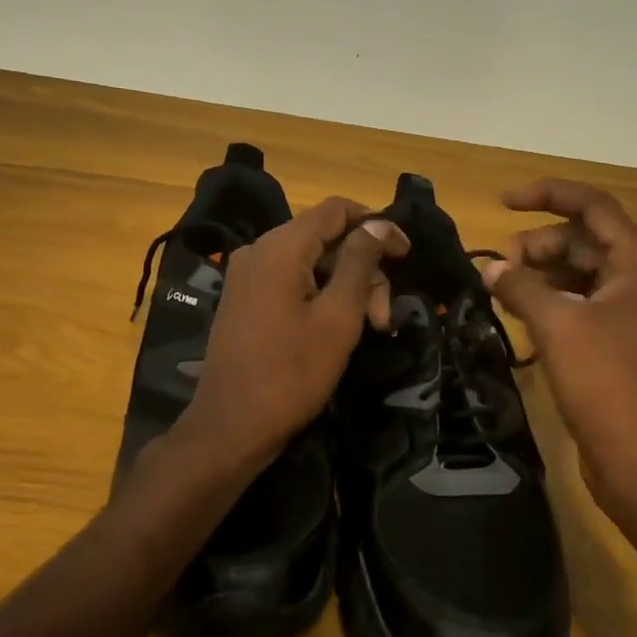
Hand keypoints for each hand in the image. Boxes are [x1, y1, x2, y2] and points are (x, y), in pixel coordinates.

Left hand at [172, 197, 408, 477]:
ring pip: (310, 263)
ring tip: (370, 329)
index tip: (405, 255)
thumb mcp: (338, 316)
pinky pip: (291, 281)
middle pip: (325, 239)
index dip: (376, 225)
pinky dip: (321, 296)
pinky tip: (338, 328)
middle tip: (385, 317)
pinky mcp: (244, 300)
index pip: (336, 209)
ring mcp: (247, 276)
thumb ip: (360, 263)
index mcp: (281, 246)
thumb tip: (378, 224)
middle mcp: (259, 250)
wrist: (231, 428)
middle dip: (363, 270)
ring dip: (346, 288)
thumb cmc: (291, 372)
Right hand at [482, 180, 636, 514]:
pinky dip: (550, 303)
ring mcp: (630, 314)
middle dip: (537, 244)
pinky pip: (579, 304)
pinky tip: (520, 317)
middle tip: (499, 269)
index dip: (547, 195)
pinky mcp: (617, 343)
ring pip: (579, 273)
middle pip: (583, 240)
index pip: (593, 206)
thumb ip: (520, 286)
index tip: (502, 202)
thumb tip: (490, 269)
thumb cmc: (606, 382)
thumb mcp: (557, 325)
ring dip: (540, 274)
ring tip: (503, 292)